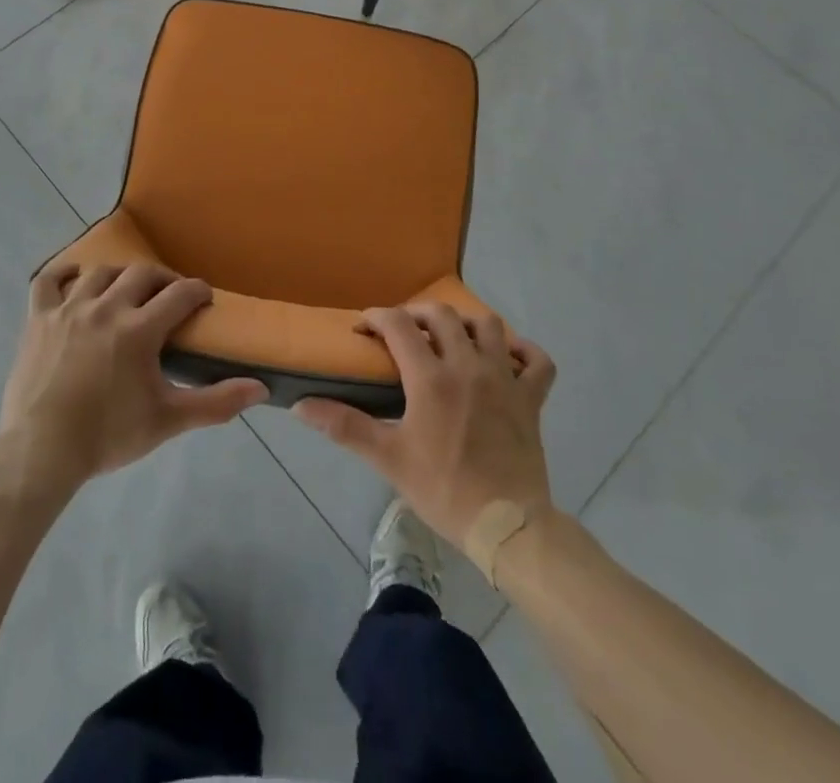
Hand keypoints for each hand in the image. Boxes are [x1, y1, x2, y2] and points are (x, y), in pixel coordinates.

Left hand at [0, 261, 268, 486]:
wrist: (41, 451)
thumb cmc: (107, 435)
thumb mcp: (168, 420)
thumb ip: (216, 402)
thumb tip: (261, 388)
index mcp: (139, 329)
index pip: (180, 293)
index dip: (198, 291)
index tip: (205, 299)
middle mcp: (106, 307)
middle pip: (142, 274)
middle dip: (163, 279)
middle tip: (170, 297)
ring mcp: (69, 309)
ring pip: (100, 272)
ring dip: (121, 276)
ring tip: (128, 291)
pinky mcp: (38, 318)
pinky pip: (48, 280)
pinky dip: (63, 272)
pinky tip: (76, 277)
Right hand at [294, 301, 555, 550]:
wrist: (507, 527)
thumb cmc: (444, 490)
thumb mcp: (388, 459)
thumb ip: (345, 426)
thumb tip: (301, 406)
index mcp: (431, 378)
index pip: (398, 325)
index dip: (376, 317)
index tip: (363, 328)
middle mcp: (468, 366)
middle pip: (442, 315)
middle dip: (417, 313)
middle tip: (403, 329)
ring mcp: (504, 379)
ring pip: (489, 326)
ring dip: (466, 323)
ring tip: (451, 336)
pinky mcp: (532, 399)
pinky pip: (538, 361)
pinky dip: (524, 351)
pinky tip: (508, 357)